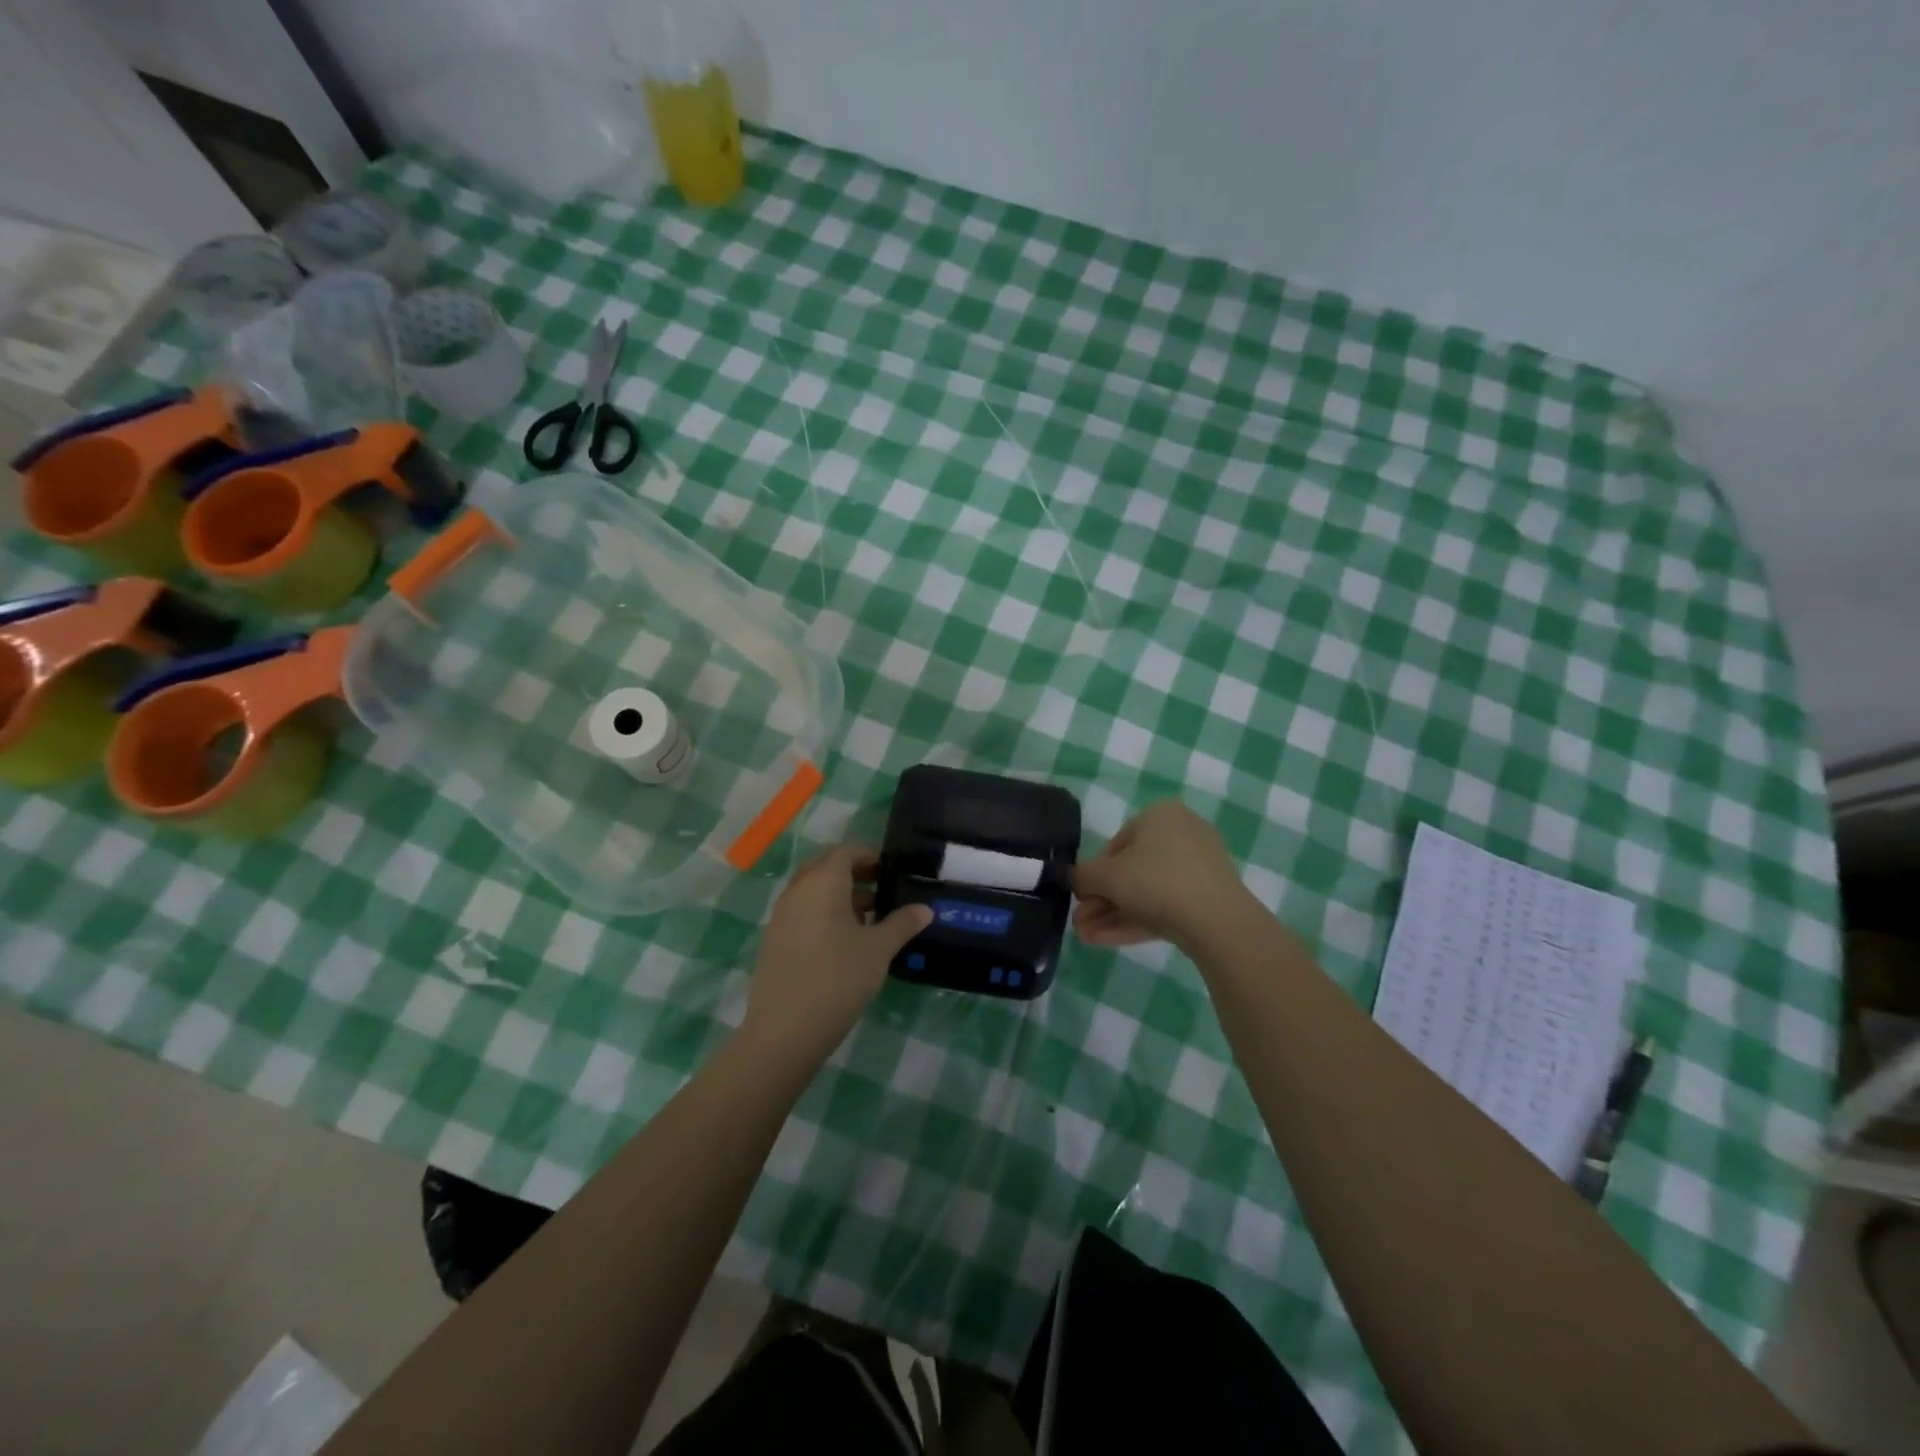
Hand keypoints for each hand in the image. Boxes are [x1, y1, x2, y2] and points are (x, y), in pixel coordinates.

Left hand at [740, 847, 931, 1063]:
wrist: (785, 1030)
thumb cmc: (838, 978)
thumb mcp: (879, 950)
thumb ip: (902, 924)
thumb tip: (925, 909)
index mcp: (823, 882)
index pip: (846, 852)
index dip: (869, 855)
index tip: (892, 870)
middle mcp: (798, 890)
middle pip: (826, 868)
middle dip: (854, 874)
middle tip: (882, 890)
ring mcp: (781, 916)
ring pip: (812, 891)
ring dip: (839, 896)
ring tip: (870, 919)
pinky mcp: (774, 940)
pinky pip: (802, 912)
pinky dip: (823, 914)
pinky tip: (844, 943)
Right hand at [1072, 801, 1256, 950]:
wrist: (1217, 921)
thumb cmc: (1155, 881)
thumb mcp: (1106, 876)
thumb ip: (1082, 876)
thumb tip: (1075, 881)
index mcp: (1160, 815)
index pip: (1117, 843)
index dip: (1094, 873)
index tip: (1082, 897)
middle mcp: (1183, 833)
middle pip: (1132, 871)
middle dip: (1102, 900)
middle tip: (1081, 923)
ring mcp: (1200, 868)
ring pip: (1147, 892)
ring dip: (1113, 914)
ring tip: (1086, 938)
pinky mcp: (1209, 898)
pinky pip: (1166, 905)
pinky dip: (1137, 920)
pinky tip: (1106, 941)